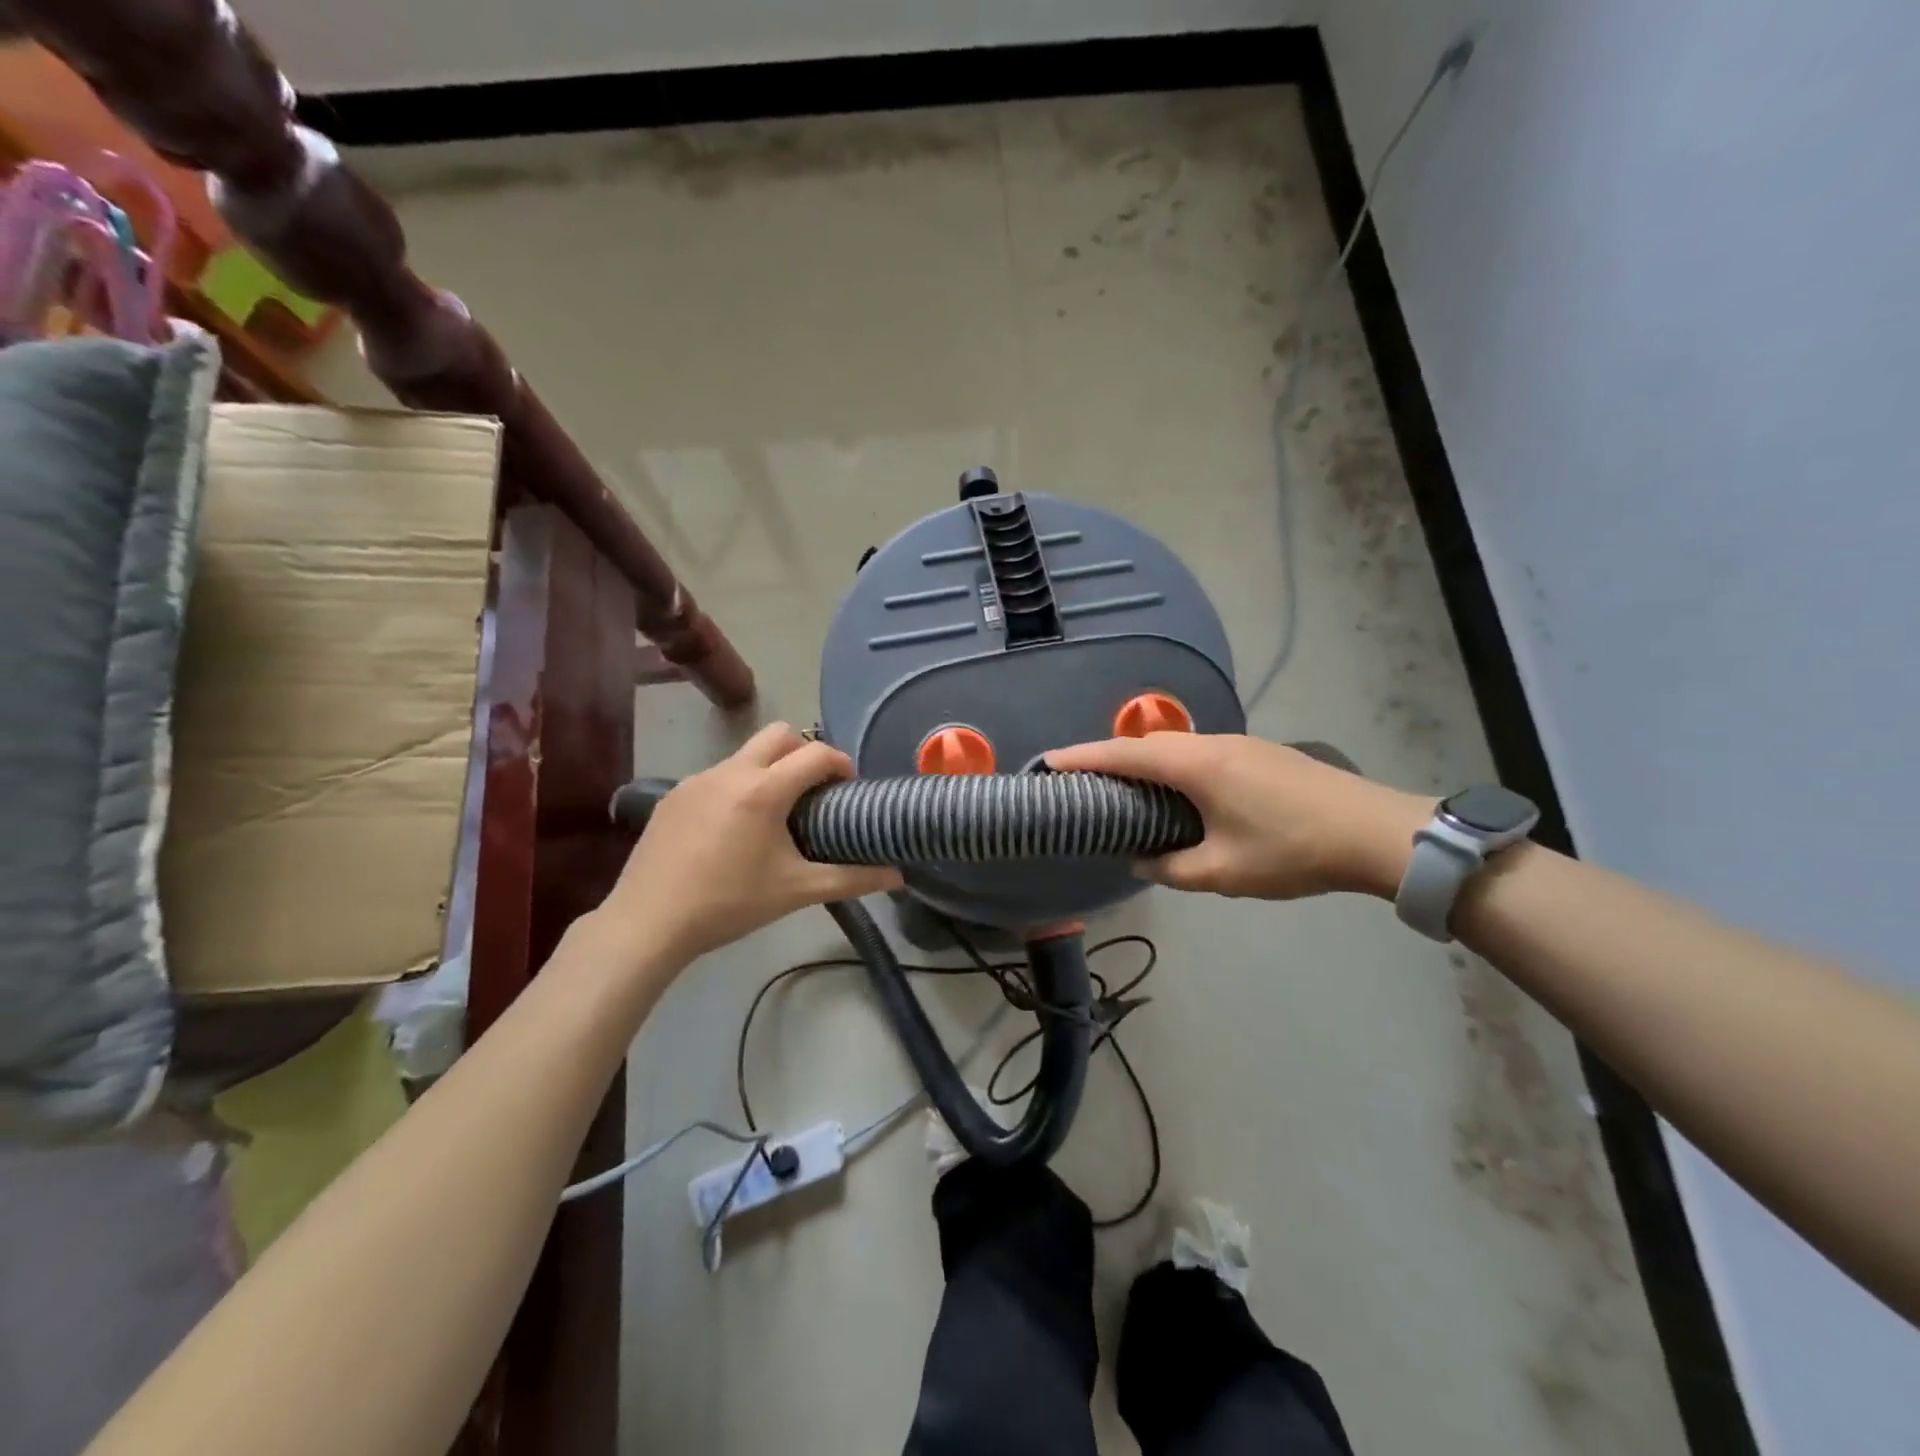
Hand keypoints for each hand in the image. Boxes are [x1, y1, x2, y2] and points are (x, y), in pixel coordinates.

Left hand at [595, 724, 901, 967]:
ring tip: (775, 813)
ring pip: (745, 754)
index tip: (850, 787)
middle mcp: (731, 772)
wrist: (648, 923)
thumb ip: (852, 880)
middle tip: (814, 790)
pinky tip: (733, 829)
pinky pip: (718, 775)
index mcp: (764, 789)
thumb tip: (897, 877)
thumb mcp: (797, 891)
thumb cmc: (730, 903)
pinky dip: (738, 786)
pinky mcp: (673, 795)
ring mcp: (697, 780)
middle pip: (779, 735)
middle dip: (804, 752)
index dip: (841, 763)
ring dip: (770, 769)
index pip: (816, 754)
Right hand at [1047, 733, 1432, 899]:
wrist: (1375, 832)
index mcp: (1197, 766)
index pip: (1124, 754)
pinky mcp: (1260, 754)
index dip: (1083, 757)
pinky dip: (1173, 767)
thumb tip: (1140, 860)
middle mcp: (1213, 744)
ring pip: (1176, 747)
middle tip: (1081, 783)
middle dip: (1109, 759)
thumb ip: (1172, 868)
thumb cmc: (1292, 851)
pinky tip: (1178, 793)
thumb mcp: (1224, 872)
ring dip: (1144, 762)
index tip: (1048, 762)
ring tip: (1124, 790)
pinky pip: (1200, 753)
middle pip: (1147, 744)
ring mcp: (1240, 744)